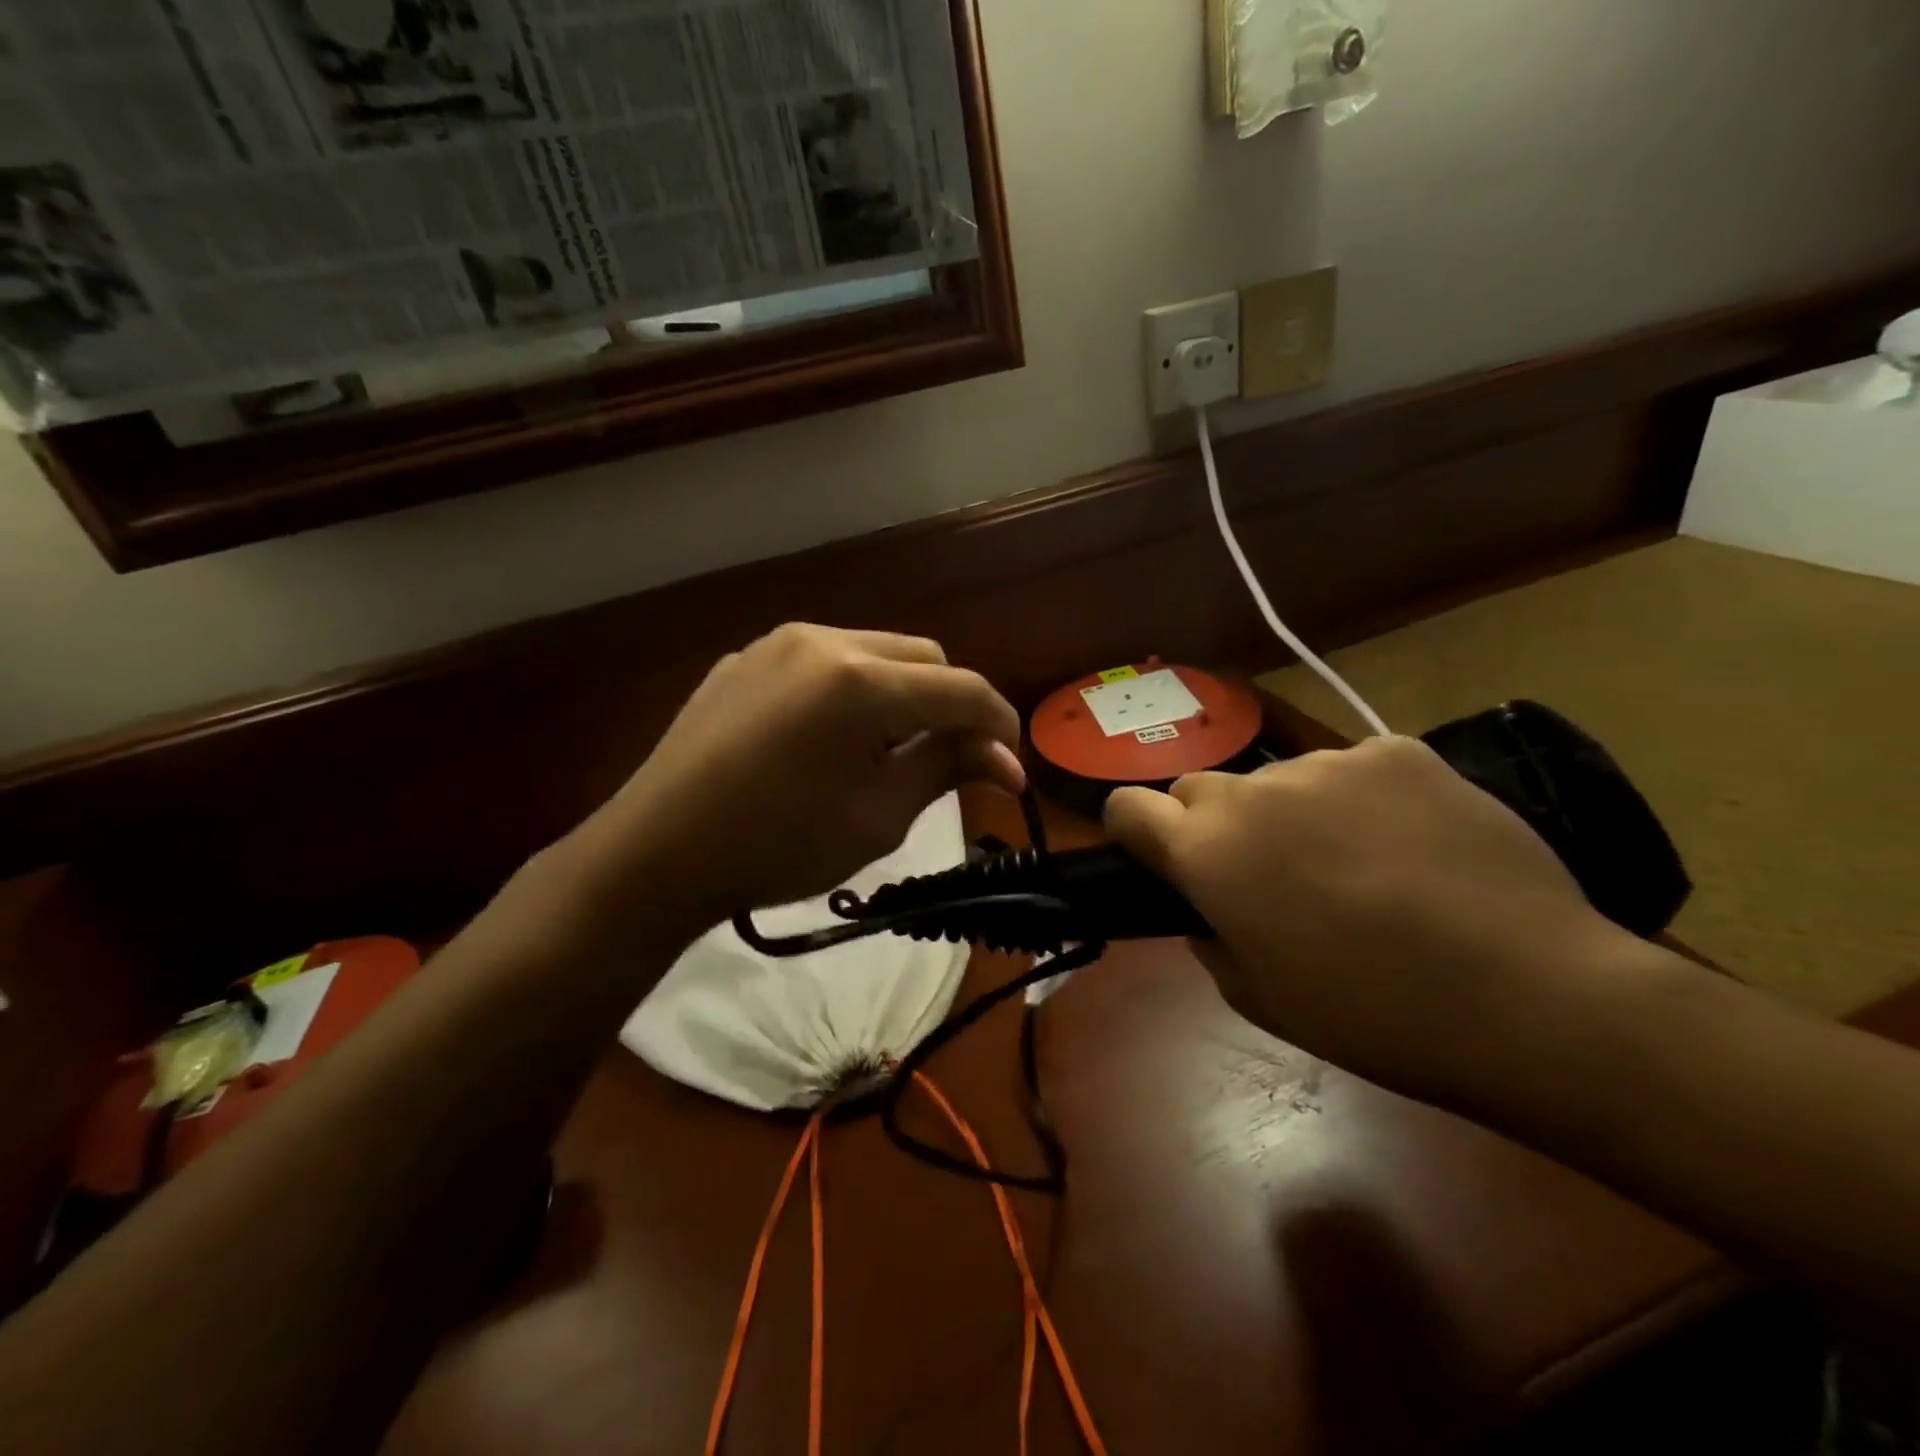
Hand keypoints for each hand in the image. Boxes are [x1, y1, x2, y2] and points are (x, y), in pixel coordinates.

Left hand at [550, 625, 1023, 940]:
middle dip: (949, 705)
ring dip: (901, 694)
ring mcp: (778, 643)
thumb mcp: (879, 817)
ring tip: (887, 750)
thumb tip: (1004, 759)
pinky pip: (821, 662)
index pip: (962, 689)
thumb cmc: (779, 847)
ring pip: (873, 652)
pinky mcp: (745, 658)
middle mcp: (825, 640)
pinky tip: (830, 738)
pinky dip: (849, 691)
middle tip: (948, 760)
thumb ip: (947, 768)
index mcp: (863, 681)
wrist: (657, 853)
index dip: (999, 726)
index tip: (1010, 768)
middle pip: (923, 657)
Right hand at [1105, 736, 1628, 1100]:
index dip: (1133, 831)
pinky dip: (1361, 799)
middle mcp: (1252, 791)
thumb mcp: (1259, 998)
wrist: (1529, 996)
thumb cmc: (1373, 1015)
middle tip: (1266, 876)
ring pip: (1280, 779)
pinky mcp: (1397, 751)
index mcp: (1206, 851)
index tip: (1160, 859)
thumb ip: (1211, 937)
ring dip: (1292, 812)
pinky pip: (1353, 769)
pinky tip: (1410, 843)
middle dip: (1213, 825)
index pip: (1125, 806)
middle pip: (1200, 788)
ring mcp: (1328, 763)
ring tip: (1357, 865)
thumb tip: (1212, 905)